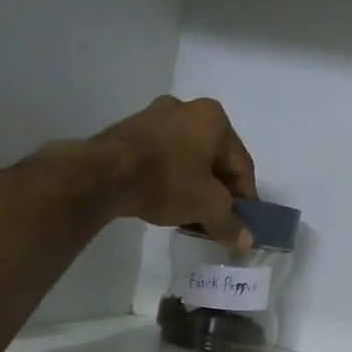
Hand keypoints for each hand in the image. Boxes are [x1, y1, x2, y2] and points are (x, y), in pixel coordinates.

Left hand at [88, 96, 258, 247]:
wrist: (104, 174)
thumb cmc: (168, 180)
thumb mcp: (207, 206)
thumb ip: (230, 224)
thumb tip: (246, 242)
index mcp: (214, 118)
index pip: (241, 165)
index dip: (245, 199)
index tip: (241, 224)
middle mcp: (187, 108)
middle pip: (214, 160)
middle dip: (218, 193)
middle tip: (216, 222)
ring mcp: (155, 117)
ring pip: (187, 159)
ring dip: (194, 188)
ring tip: (190, 217)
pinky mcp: (130, 131)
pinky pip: (163, 158)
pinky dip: (171, 180)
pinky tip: (166, 202)